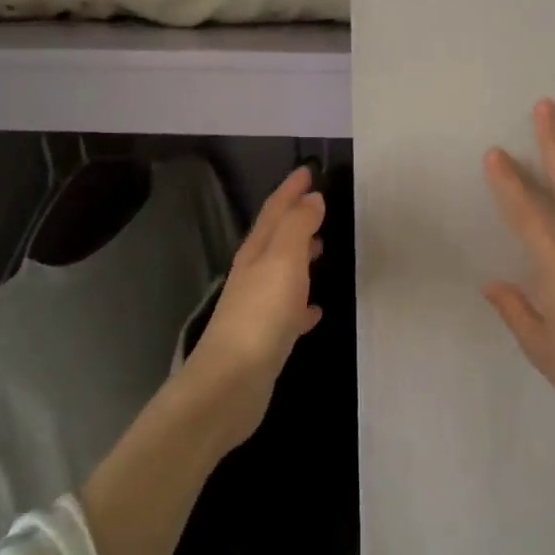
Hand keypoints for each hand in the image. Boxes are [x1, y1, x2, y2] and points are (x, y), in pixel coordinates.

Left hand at [182, 165, 325, 450]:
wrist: (231, 384)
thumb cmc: (261, 315)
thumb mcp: (284, 260)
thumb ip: (298, 227)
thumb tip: (311, 198)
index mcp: (257, 252)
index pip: (275, 211)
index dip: (290, 189)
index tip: (308, 169)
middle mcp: (254, 275)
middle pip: (276, 238)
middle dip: (295, 218)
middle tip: (318, 204)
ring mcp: (258, 308)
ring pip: (283, 272)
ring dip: (301, 257)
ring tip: (323, 248)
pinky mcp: (266, 339)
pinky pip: (289, 312)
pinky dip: (303, 304)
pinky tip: (316, 310)